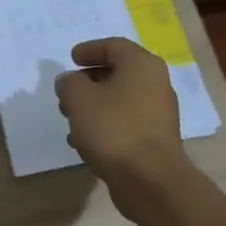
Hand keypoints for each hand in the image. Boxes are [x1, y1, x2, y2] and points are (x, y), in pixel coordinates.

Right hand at [54, 38, 191, 210]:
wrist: (150, 180)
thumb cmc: (114, 129)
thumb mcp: (79, 98)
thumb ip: (69, 83)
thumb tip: (70, 81)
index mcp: (141, 65)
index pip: (113, 46)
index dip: (89, 50)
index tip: (71, 59)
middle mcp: (155, 84)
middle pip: (117, 72)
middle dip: (88, 81)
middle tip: (66, 92)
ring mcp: (158, 113)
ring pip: (119, 99)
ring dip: (93, 105)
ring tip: (70, 118)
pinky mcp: (154, 139)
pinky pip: (125, 122)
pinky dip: (104, 124)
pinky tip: (84, 141)